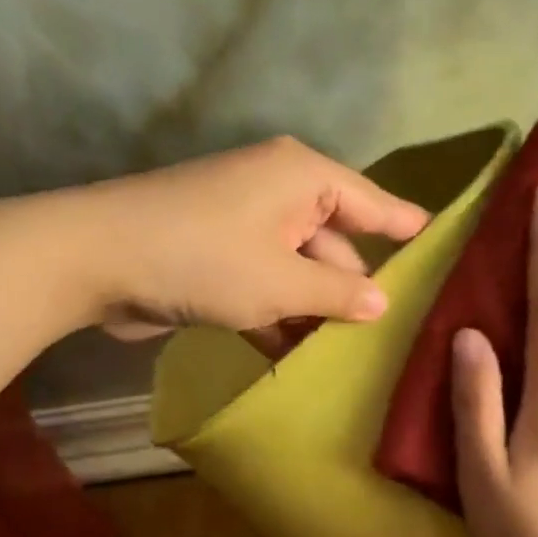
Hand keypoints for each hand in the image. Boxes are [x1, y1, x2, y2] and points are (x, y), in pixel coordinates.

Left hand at [82, 136, 427, 345]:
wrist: (94, 260)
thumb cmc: (203, 259)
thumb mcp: (281, 282)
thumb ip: (338, 292)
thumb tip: (383, 303)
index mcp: (302, 178)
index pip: (372, 203)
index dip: (407, 227)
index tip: (443, 243)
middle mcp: (278, 193)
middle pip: (335, 242)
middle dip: (355, 288)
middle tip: (395, 332)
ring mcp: (245, 225)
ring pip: (299, 270)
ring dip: (315, 311)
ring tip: (352, 357)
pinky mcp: (218, 256)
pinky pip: (266, 285)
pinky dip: (278, 316)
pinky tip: (296, 358)